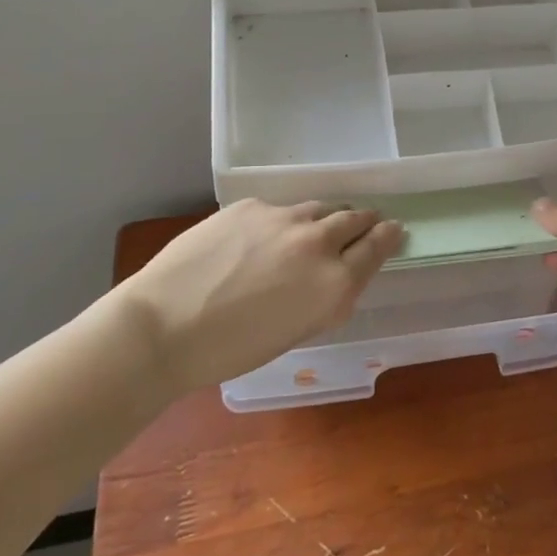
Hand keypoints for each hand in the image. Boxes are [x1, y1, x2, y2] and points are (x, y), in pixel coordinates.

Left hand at [117, 200, 403, 394]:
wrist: (163, 326)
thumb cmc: (231, 350)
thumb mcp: (296, 332)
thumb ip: (326, 298)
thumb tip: (337, 277)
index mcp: (335, 284)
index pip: (377, 247)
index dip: (388, 236)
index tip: (393, 229)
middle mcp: (318, 243)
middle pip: (355, 218)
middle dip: (363, 221)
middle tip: (365, 223)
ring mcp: (283, 218)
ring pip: (319, 208)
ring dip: (325, 217)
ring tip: (316, 228)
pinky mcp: (251, 205)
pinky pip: (279, 209)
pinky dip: (281, 221)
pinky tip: (260, 239)